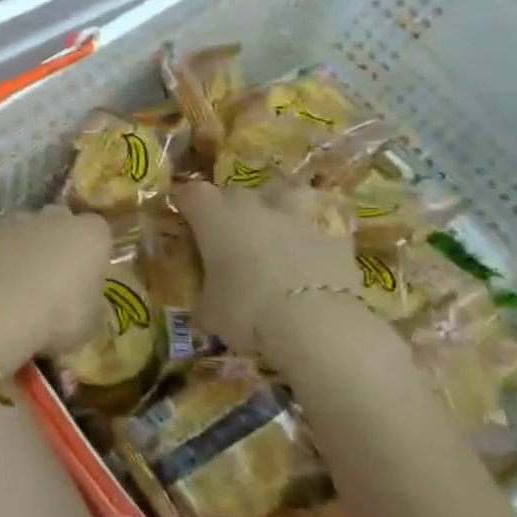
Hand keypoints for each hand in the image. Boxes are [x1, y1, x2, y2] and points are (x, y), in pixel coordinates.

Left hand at [0, 206, 111, 371]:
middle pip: (60, 223)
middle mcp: (54, 218)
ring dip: (24, 250)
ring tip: (18, 286)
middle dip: (57, 244)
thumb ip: (90, 303)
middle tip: (53, 279)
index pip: (99, 231)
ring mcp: (15, 222)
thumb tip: (84, 300)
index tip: (87, 277)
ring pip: (24, 231)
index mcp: (89, 235)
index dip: (93, 253)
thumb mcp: (90, 323)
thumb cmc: (57, 316)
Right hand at [176, 180, 365, 354]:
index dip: (185, 203)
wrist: (316, 324)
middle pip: (234, 192)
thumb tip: (205, 309)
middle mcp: (253, 206)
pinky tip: (312, 262)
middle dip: (228, 208)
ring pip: (285, 193)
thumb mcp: (211, 314)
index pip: (191, 194)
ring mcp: (296, 217)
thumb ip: (206, 301)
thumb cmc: (247, 311)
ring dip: (278, 204)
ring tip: (276, 226)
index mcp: (215, 217)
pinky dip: (313, 242)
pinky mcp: (333, 238)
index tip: (183, 217)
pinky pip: (319, 231)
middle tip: (227, 235)